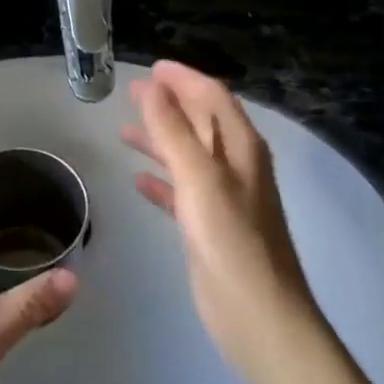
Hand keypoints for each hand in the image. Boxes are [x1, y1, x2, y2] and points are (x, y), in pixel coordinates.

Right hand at [122, 61, 322, 383]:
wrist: (258, 316)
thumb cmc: (231, 242)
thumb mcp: (199, 179)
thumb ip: (174, 131)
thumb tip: (153, 87)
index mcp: (240, 148)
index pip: (213, 96)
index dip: (184, 78)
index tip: (151, 67)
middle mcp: (235, 167)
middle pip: (201, 122)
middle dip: (169, 104)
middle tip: (132, 93)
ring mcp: (223, 199)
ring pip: (188, 155)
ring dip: (161, 139)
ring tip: (125, 130)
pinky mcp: (210, 228)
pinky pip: (181, 191)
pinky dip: (161, 179)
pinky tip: (138, 180)